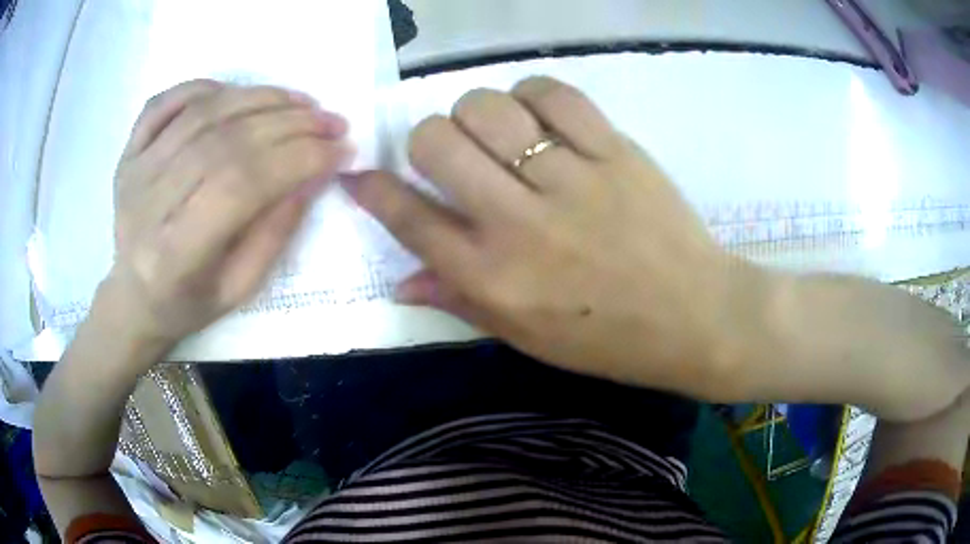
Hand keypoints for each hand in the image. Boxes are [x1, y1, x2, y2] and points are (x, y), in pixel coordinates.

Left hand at [105, 80, 352, 345]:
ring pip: (202, 113)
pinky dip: (203, 87)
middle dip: (288, 124)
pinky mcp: (128, 152)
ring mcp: (134, 171)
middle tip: (331, 121)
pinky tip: (235, 93)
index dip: (297, 159)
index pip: (241, 184)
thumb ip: (276, 231)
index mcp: (175, 254)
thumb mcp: (240, 288)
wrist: (133, 297)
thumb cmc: (187, 303)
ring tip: (299, 102)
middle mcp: (148, 204)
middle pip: (224, 141)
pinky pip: (164, 102)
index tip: (340, 150)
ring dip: (259, 98)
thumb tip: (314, 173)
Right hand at [345, 77, 747, 397]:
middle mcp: (519, 223)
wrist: (695, 318)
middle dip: (427, 140)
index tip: (361, 173)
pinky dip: (533, 95)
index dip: (373, 189)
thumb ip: (459, 301)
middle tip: (452, 154)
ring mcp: (569, 180)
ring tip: (499, 133)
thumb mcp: (525, 338)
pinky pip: (553, 94)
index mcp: (493, 277)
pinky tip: (540, 117)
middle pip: (436, 143)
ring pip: (487, 108)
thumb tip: (400, 281)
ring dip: (477, 112)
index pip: (408, 218)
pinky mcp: (614, 151)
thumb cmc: (608, 340)